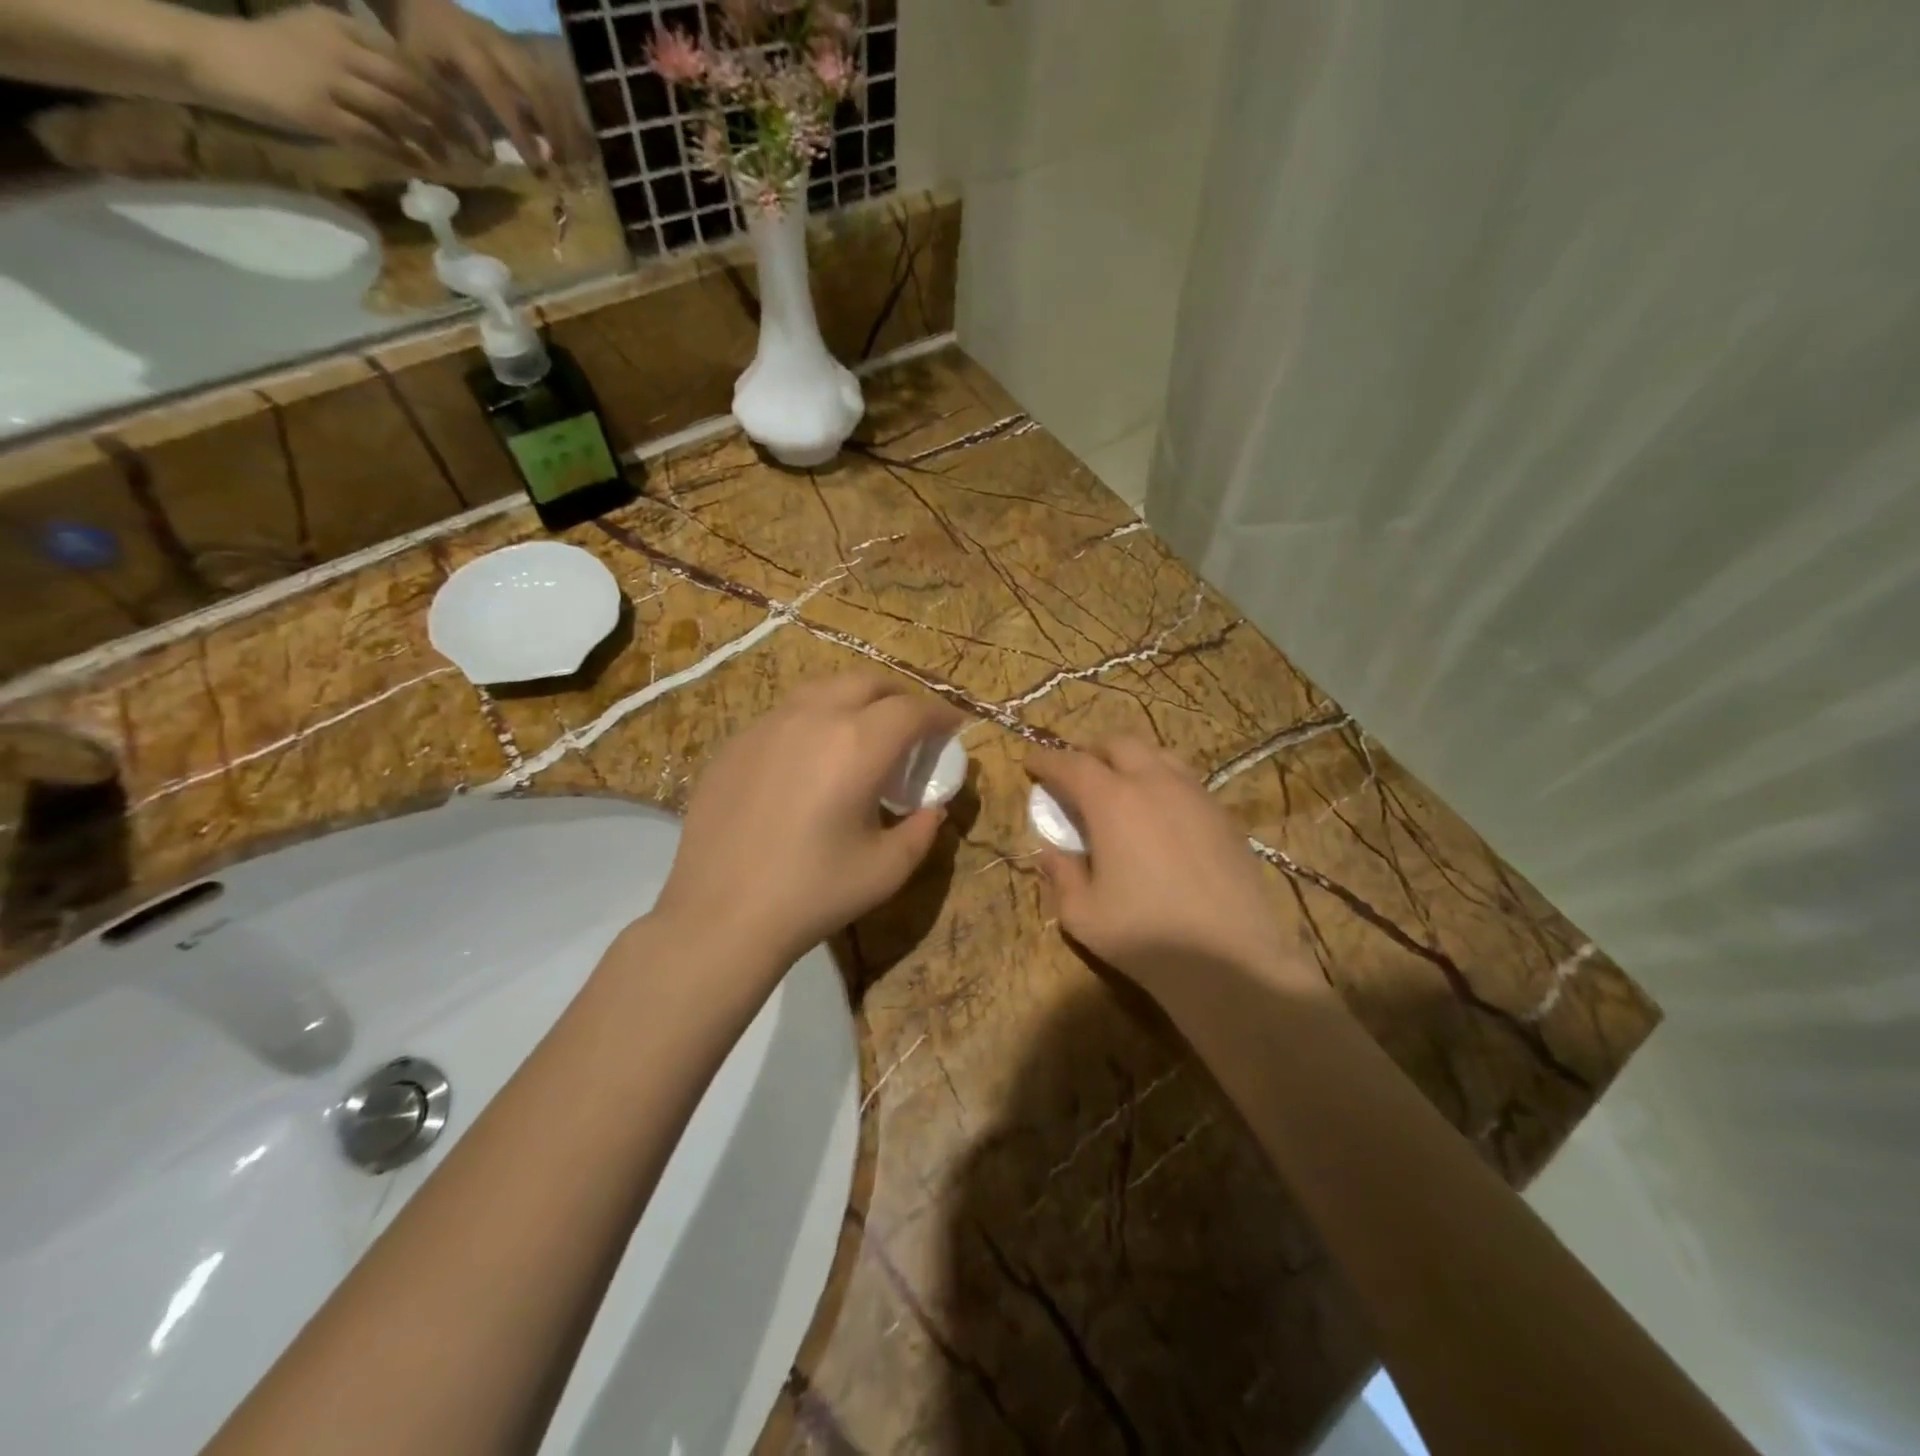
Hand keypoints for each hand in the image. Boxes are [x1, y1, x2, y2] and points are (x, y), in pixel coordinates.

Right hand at [186, 7, 468, 162]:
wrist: (216, 58)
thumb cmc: (273, 53)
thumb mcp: (319, 36)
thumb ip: (362, 54)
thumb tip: (412, 86)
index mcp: (342, 28)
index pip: (407, 61)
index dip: (445, 94)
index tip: (472, 121)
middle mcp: (339, 50)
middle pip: (411, 87)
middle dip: (451, 121)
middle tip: (478, 149)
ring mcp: (330, 81)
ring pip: (398, 114)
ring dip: (431, 141)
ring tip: (452, 162)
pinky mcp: (321, 112)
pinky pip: (374, 137)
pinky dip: (402, 154)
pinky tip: (421, 167)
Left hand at [391, 0, 591, 172]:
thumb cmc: (416, 44)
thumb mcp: (423, 78)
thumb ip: (454, 115)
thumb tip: (488, 158)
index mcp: (468, 50)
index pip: (502, 97)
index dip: (522, 134)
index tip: (538, 168)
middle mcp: (496, 45)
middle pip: (537, 89)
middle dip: (554, 129)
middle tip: (564, 165)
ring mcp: (511, 44)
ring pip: (548, 85)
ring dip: (563, 123)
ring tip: (571, 156)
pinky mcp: (519, 49)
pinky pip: (547, 82)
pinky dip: (561, 112)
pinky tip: (567, 138)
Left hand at [655, 673, 964, 968]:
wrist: (720, 916)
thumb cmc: (813, 893)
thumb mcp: (887, 869)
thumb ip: (922, 830)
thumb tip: (931, 808)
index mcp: (858, 745)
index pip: (911, 710)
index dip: (939, 714)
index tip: (953, 726)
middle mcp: (813, 718)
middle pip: (866, 682)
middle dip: (898, 696)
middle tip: (912, 724)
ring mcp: (767, 726)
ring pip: (821, 689)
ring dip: (854, 699)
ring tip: (863, 730)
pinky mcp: (735, 744)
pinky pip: (785, 714)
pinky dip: (814, 719)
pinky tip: (810, 756)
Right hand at [1027, 739, 1316, 1004]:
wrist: (1232, 960)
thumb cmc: (1146, 937)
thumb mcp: (1083, 915)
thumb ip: (1061, 875)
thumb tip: (1051, 852)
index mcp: (1113, 801)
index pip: (1072, 764)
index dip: (1047, 760)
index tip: (1030, 764)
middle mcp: (1155, 784)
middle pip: (1119, 744)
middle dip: (1091, 751)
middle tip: (1076, 773)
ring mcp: (1196, 796)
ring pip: (1158, 755)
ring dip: (1131, 761)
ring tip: (1119, 786)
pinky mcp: (1224, 816)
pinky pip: (1186, 781)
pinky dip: (1162, 782)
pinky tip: (1160, 814)